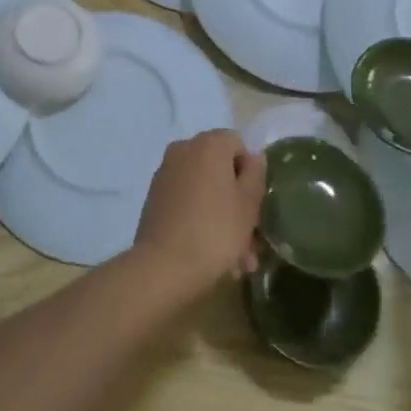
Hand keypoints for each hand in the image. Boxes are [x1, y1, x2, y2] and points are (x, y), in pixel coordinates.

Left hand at [131, 130, 265, 297]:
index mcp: (208, 144)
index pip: (237, 144)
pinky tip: (213, 257)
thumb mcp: (248, 204)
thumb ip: (256, 174)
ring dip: (223, 219)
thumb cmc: (215, 231)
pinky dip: (201, 220)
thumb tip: (253, 157)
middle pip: (221, 170)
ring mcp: (166, 173)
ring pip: (205, 191)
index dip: (251, 172)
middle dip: (239, 204)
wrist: (163, 266)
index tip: (255, 205)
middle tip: (251, 243)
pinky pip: (187, 202)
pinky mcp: (155, 197)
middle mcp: (184, 150)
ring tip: (237, 263)